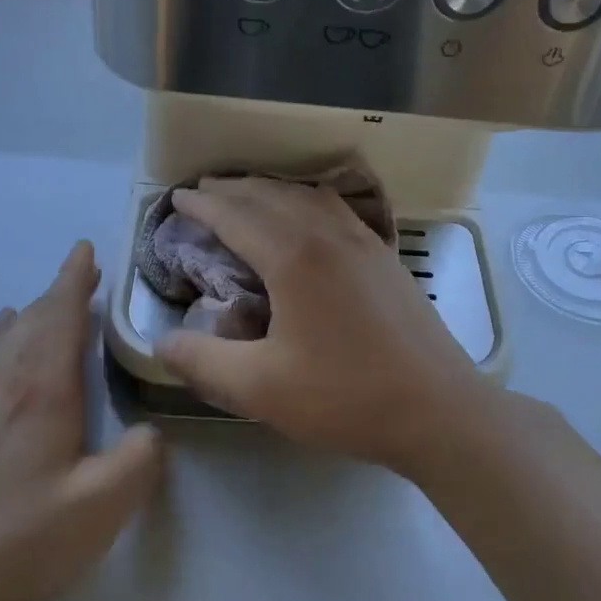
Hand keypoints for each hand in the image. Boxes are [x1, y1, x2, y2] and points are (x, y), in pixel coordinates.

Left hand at [0, 242, 163, 600]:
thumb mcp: (104, 506)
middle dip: (56, 294)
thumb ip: (141, 459)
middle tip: (79, 279)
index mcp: (39, 389)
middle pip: (28, 321)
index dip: (74, 279)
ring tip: (36, 308)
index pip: (59, 314)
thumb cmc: (21, 542)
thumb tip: (146, 433)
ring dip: (23, 318)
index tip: (84, 249)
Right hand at [156, 178, 494, 474]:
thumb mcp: (261, 388)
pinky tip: (310, 217)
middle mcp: (329, 236)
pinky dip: (308, 201)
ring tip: (248, 197)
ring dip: (271, 190)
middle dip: (232, 190)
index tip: (177, 199)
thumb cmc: (347, 397)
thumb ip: (203, 362)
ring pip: (308, 197)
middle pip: (271, 196)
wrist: (439, 410)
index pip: (236, 216)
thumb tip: (161, 342)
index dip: (202, 206)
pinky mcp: (387, 259)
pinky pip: (337, 211)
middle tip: (203, 192)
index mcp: (294, 258)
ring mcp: (365, 243)